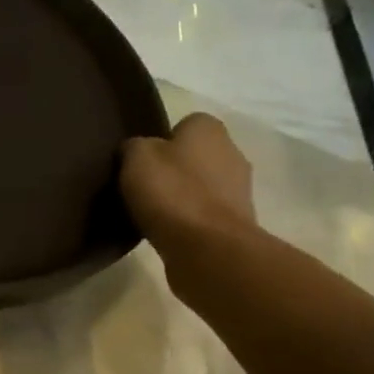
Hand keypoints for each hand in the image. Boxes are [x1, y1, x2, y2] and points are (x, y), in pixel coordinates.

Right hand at [120, 113, 256, 262]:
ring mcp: (239, 191)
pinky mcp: (235, 224)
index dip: (160, 140)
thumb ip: (134, 146)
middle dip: (173, 169)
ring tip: (151, 212)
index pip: (184, 124)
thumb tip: (135, 150)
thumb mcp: (136, 157)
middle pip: (195, 156)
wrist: (207, 249)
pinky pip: (204, 214)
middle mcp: (232, 153)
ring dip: (182, 196)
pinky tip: (167, 232)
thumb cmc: (172, 193)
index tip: (140, 160)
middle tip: (143, 186)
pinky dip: (188, 221)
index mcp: (209, 129)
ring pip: (201, 186)